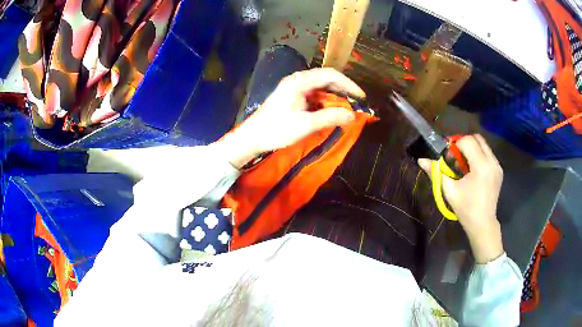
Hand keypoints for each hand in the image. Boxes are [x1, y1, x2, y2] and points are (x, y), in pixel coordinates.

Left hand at [219, 68, 365, 168]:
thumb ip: (330, 117)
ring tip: (347, 107)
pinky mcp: (293, 96)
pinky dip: (325, 101)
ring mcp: (294, 87)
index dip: (348, 84)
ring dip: (335, 96)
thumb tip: (352, 115)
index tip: (361, 97)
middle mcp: (298, 80)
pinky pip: (314, 94)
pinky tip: (331, 110)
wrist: (253, 137)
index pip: (330, 75)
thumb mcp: (306, 124)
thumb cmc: (277, 129)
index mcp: (300, 81)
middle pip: (326, 79)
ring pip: (321, 87)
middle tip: (356, 103)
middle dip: (343, 90)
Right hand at [418, 134, 503, 263]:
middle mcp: (492, 162)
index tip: (449, 157)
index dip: (455, 144)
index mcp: (481, 166)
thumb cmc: (465, 208)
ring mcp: (497, 165)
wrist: (482, 223)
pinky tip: (473, 171)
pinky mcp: (499, 170)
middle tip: (456, 157)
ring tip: (464, 165)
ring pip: (483, 145)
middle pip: (477, 138)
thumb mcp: (449, 190)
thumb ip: (436, 172)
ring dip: (472, 149)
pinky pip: (488, 154)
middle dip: (464, 143)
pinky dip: (479, 156)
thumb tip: (421, 160)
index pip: (467, 141)